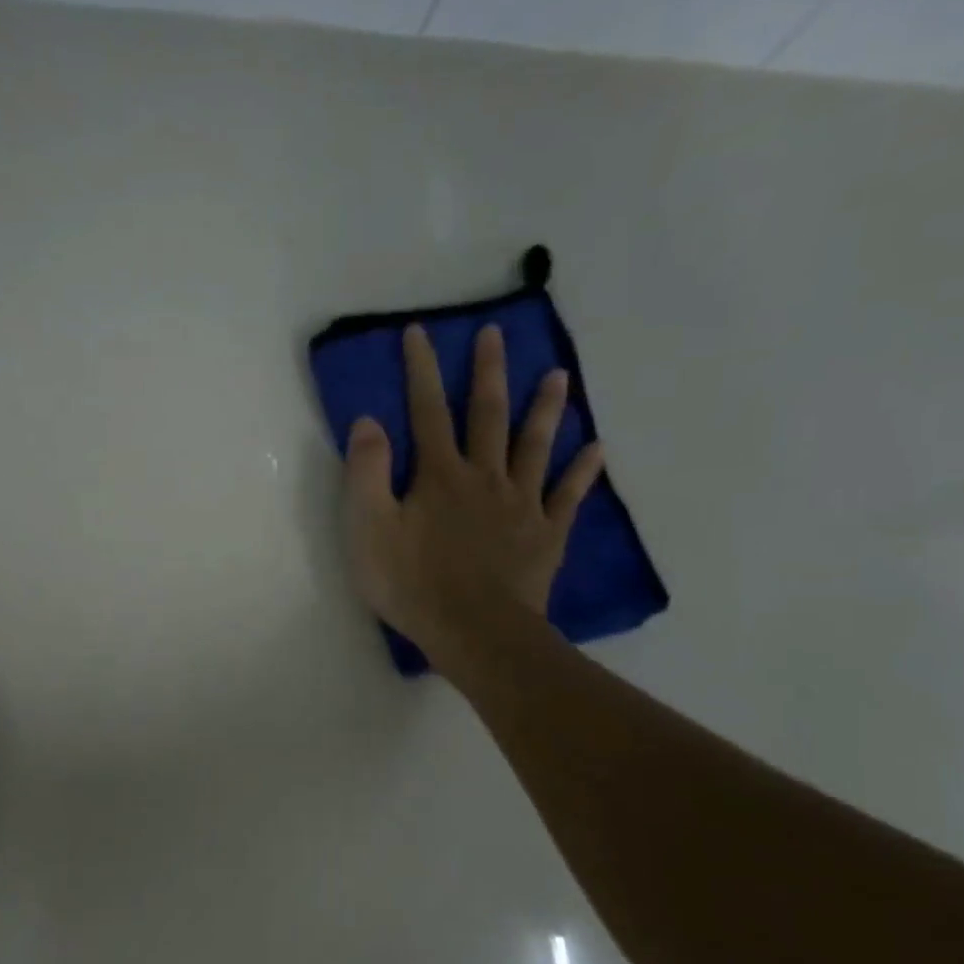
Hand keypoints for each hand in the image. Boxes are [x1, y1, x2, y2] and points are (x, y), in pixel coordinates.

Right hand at [342, 324, 604, 673]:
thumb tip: (368, 422)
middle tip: (496, 333)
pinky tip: (597, 449)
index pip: (426, 411)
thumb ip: (367, 473)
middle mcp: (484, 477)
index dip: (421, 370)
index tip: (420, 332)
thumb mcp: (368, 529)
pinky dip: (583, 472)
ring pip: (535, 446)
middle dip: (488, 372)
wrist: (473, 631)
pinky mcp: (546, 534)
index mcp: (439, 475)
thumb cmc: (412, 583)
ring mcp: (521, 504)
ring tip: (559, 376)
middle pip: (487, 415)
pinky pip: (568, 496)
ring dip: (545, 409)